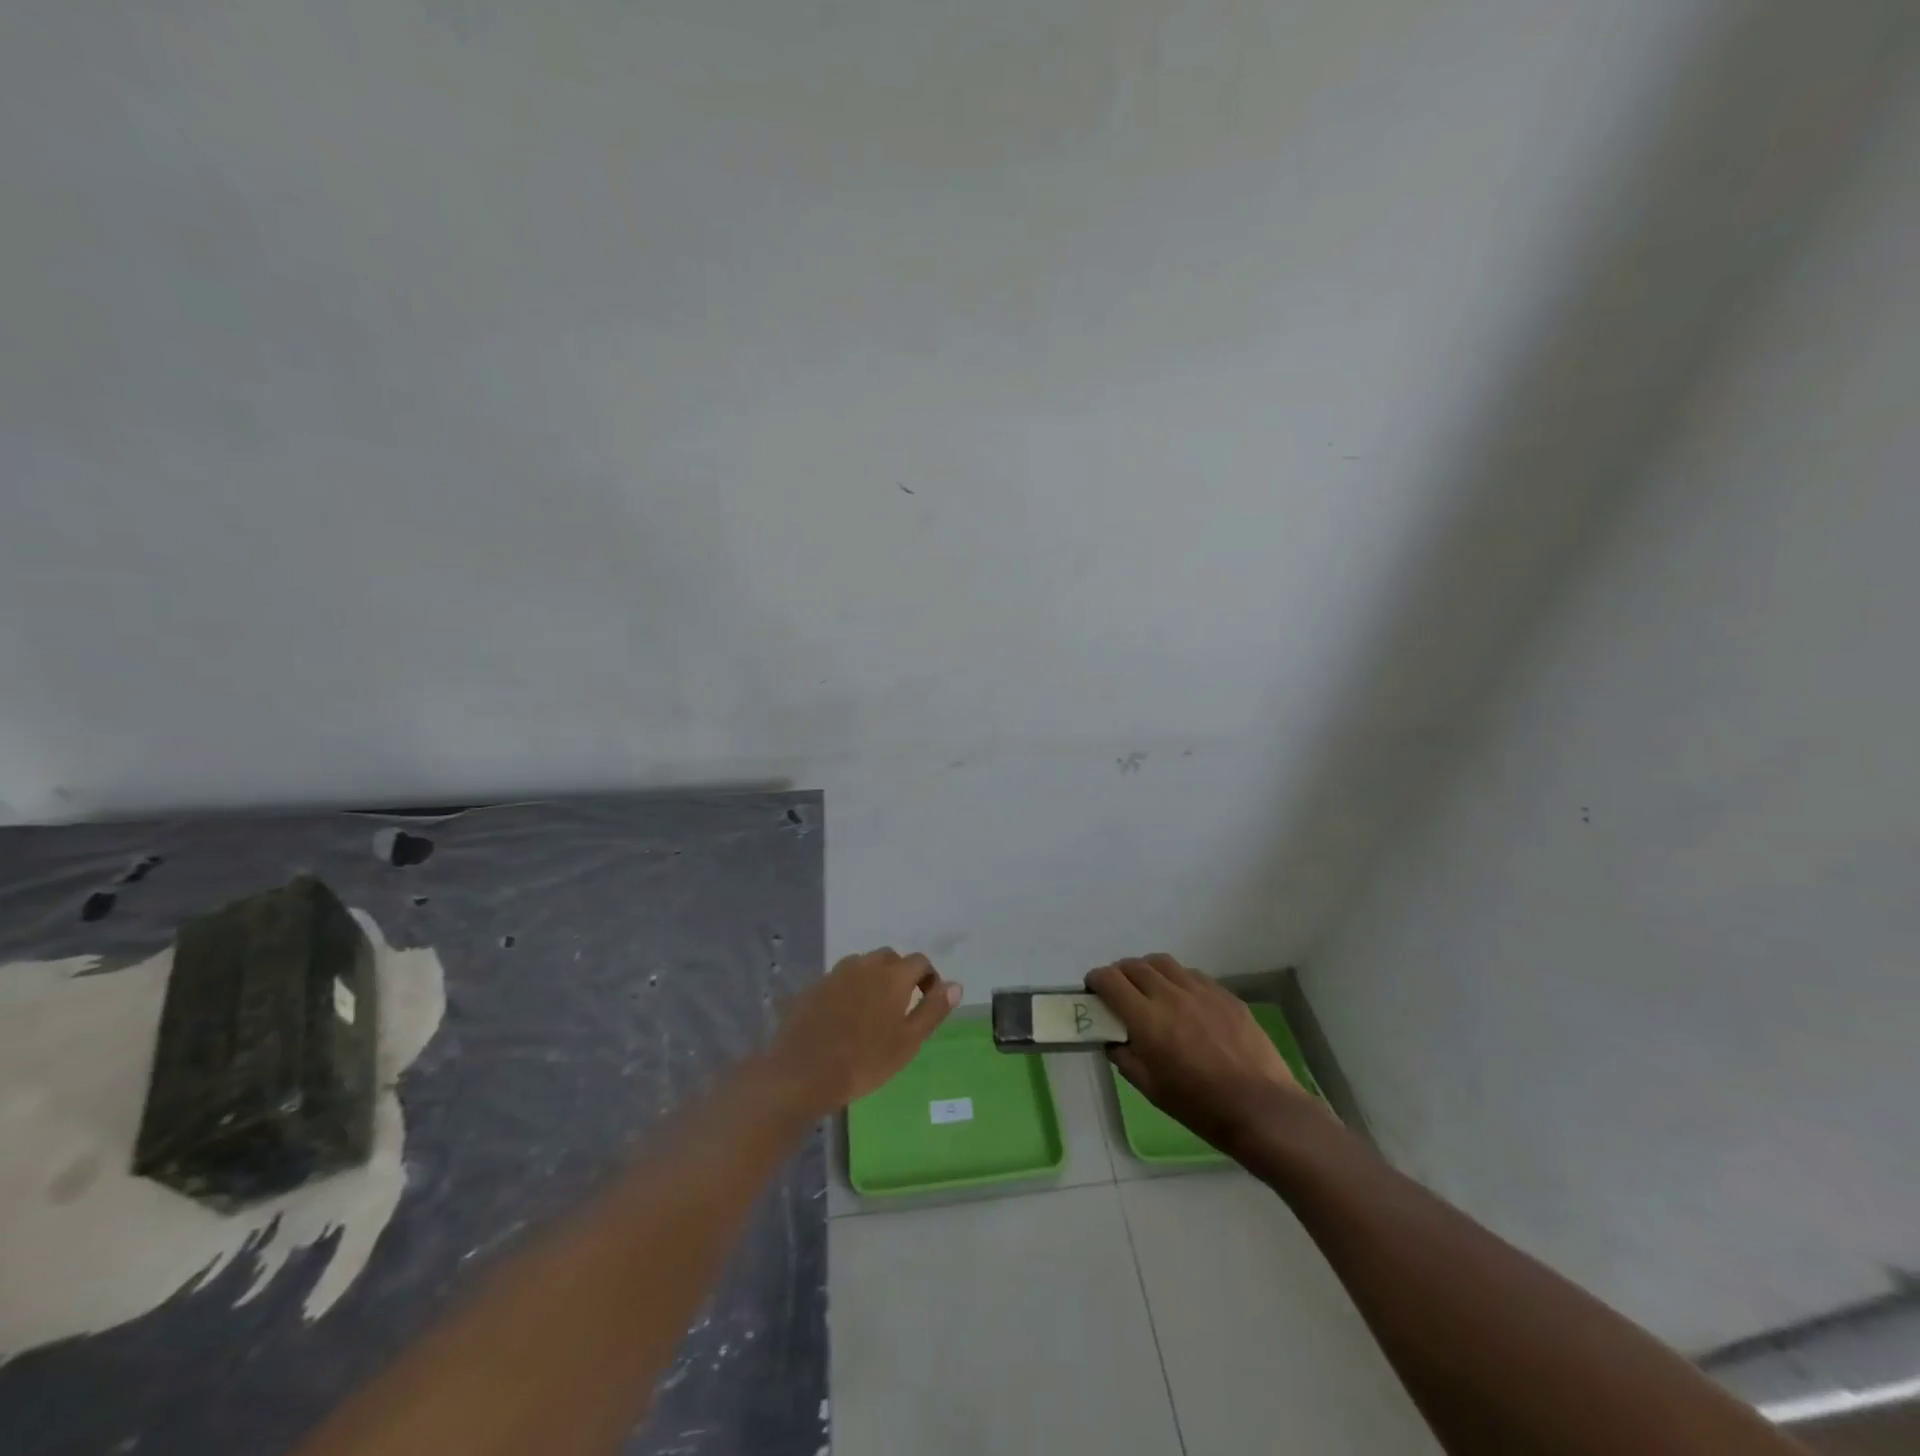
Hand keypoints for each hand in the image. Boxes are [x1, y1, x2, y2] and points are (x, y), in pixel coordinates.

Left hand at [769, 948, 959, 1115]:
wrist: (803, 1073)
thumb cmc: (864, 1061)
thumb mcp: (908, 1042)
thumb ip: (933, 1010)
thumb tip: (955, 985)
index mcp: (892, 976)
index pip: (920, 962)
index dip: (928, 979)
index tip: (928, 1001)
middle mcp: (865, 965)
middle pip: (889, 958)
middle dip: (900, 975)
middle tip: (901, 1006)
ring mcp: (836, 973)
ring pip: (863, 965)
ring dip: (873, 978)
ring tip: (872, 1010)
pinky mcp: (814, 986)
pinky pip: (839, 979)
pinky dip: (848, 989)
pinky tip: (843, 1016)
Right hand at [1087, 955, 1318, 1152]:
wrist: (1261, 1109)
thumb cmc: (1200, 1106)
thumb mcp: (1151, 1089)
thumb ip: (1125, 1057)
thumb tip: (1113, 1039)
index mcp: (1147, 1019)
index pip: (1110, 980)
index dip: (1096, 980)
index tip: (1093, 991)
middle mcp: (1170, 995)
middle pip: (1134, 965)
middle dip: (1119, 974)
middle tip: (1119, 992)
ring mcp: (1201, 990)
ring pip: (1163, 963)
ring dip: (1147, 971)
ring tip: (1149, 990)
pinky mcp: (1225, 994)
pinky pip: (1192, 975)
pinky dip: (1177, 980)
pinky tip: (1183, 1001)